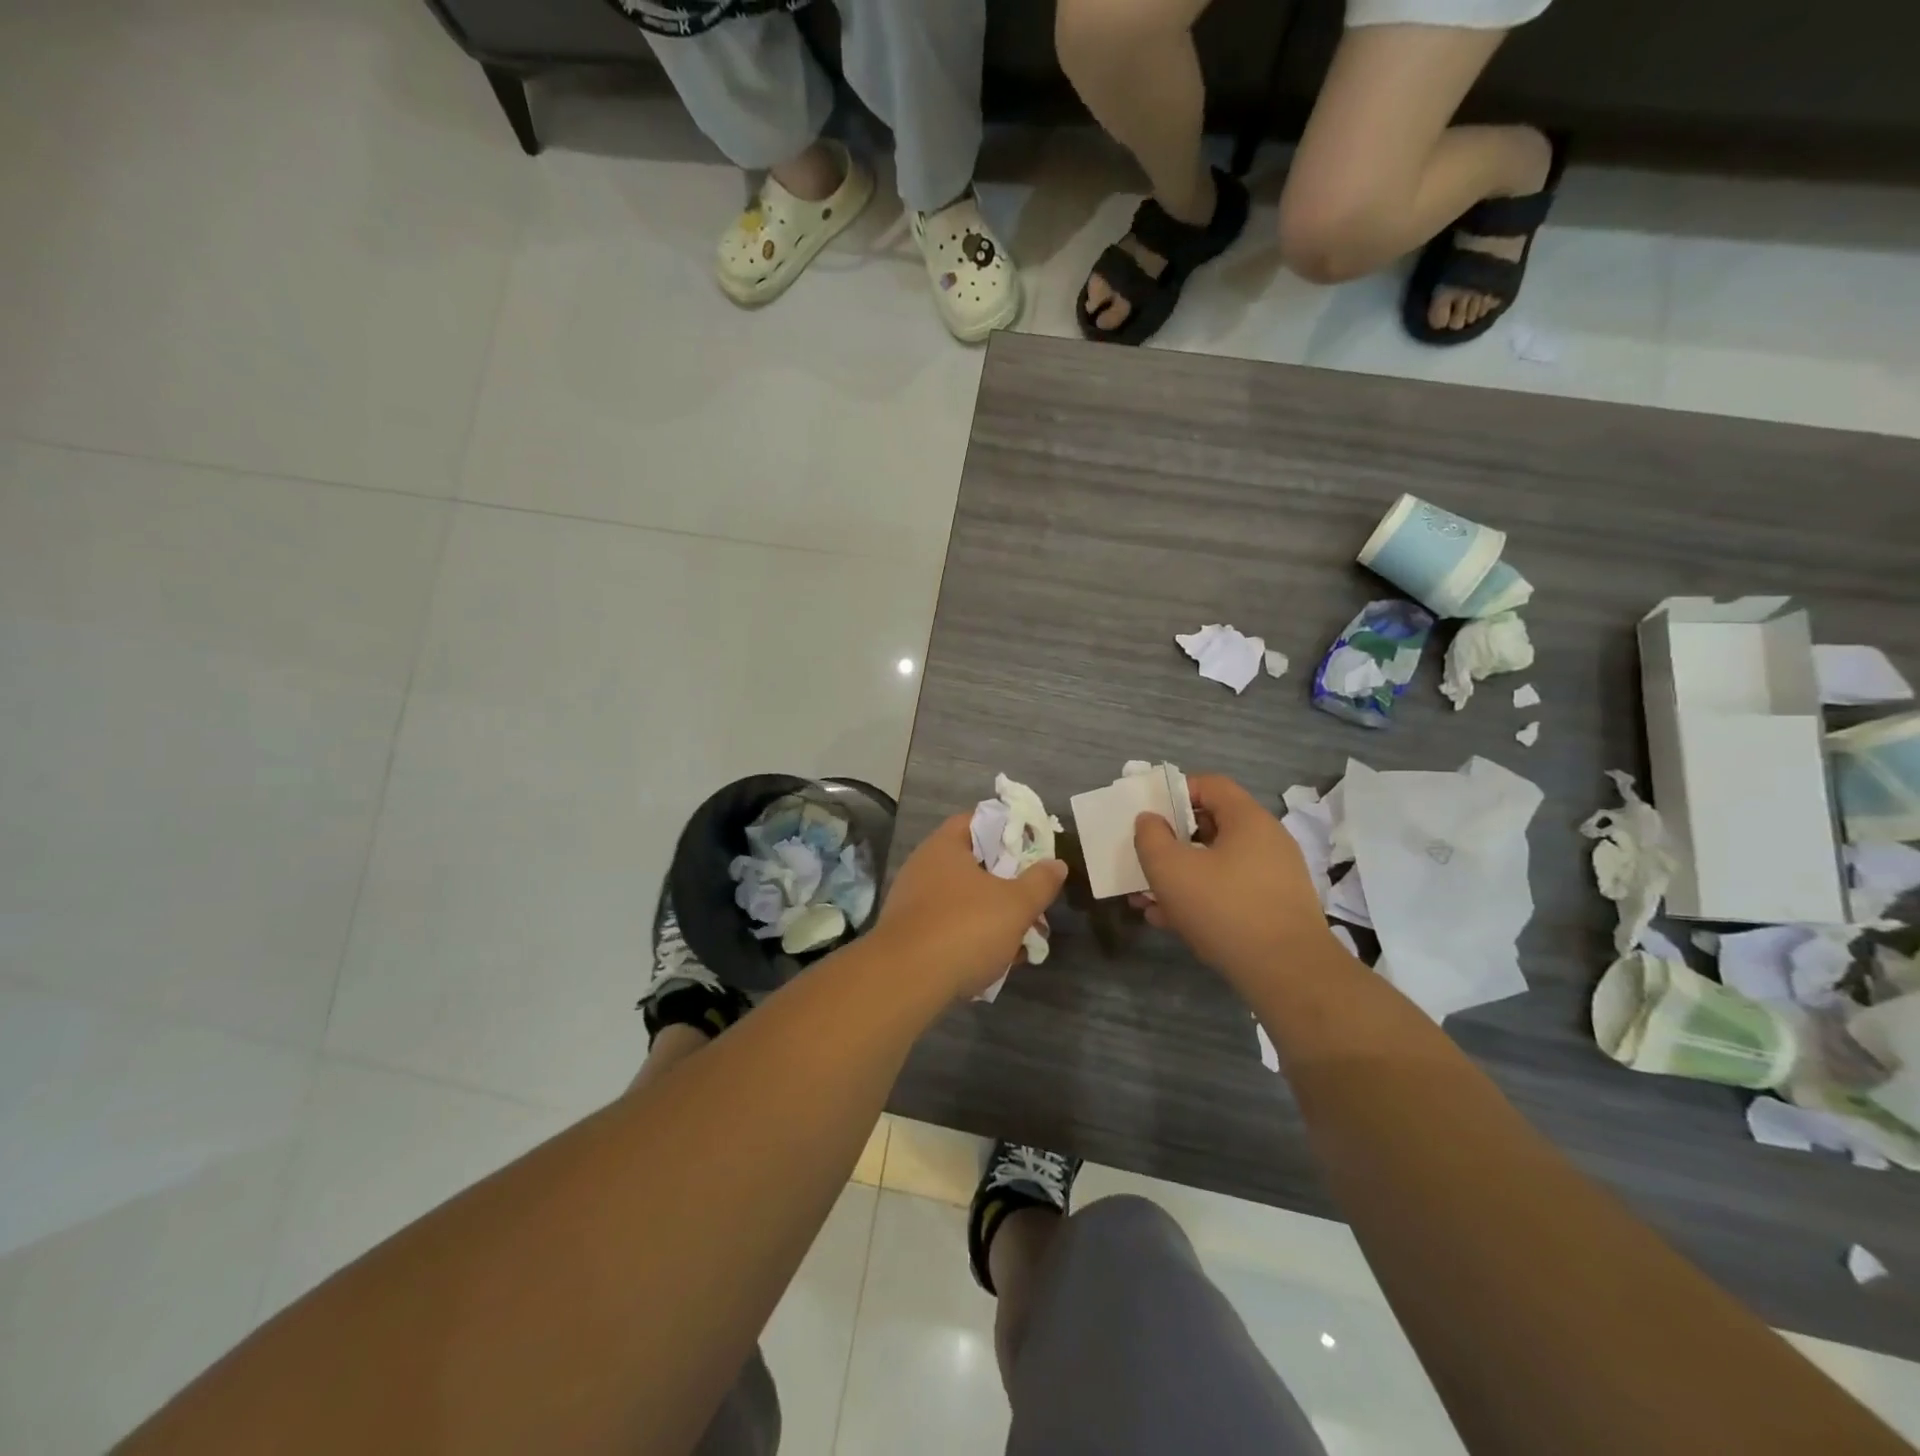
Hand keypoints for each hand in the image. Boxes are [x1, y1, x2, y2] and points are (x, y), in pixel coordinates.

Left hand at [875, 814, 1067, 999]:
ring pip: (963, 901)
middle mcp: (923, 867)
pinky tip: (993, 963)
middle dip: (1005, 882)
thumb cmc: (964, 928)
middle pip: (973, 864)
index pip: (977, 821)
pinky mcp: (909, 936)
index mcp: (944, 846)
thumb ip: (1040, 882)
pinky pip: (948, 928)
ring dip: (992, 916)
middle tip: (1032, 898)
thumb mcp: (1015, 904)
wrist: (905, 982)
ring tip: (1021, 939)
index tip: (1032, 846)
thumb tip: (1056, 864)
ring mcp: (912, 903)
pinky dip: (971, 940)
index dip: (1007, 829)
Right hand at [1131, 774, 1334, 984]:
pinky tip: (1170, 921)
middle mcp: (1267, 842)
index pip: (1210, 785)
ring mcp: (1274, 878)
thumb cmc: (1225, 909)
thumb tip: (1150, 820)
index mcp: (1248, 820)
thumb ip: (1150, 837)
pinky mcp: (1275, 910)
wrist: (1288, 974)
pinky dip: (1201, 898)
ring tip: (1147, 898)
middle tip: (1144, 859)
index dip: (1175, 792)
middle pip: (1211, 826)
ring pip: (1217, 865)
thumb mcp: (1170, 869)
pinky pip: (1230, 892)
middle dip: (1171, 842)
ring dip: (1180, 876)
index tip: (1149, 815)